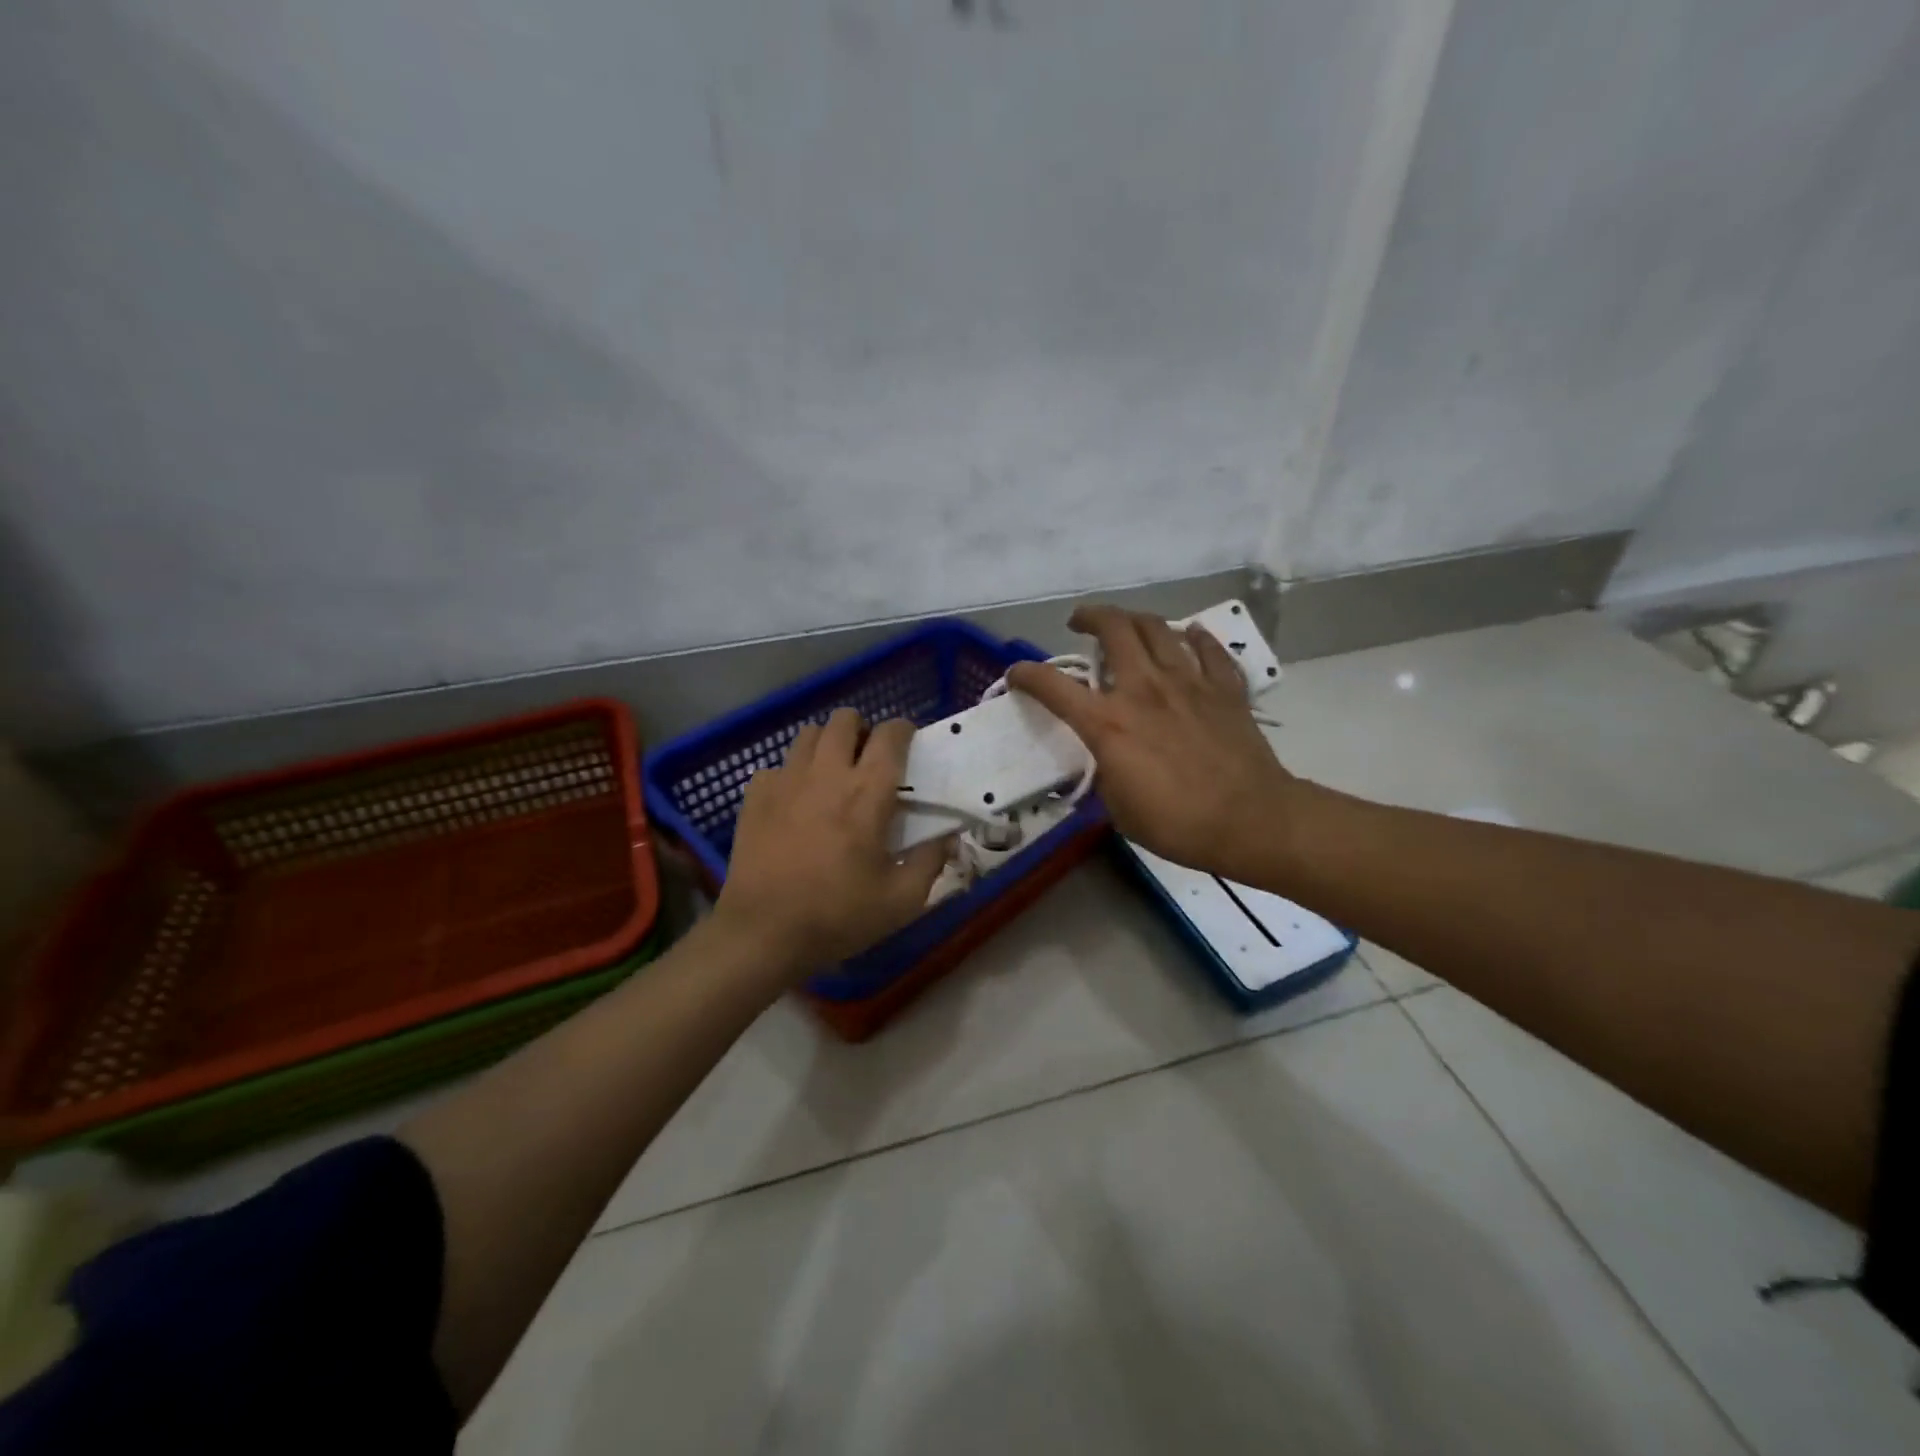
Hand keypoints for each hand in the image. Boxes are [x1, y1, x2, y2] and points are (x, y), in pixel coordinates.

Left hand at [713, 708, 949, 976]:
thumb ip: (930, 861)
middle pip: (845, 720)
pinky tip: (795, 802)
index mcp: (868, 792)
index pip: (891, 735)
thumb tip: (949, 837)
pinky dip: (792, 774)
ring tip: (832, 773)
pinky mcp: (755, 796)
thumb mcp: (901, 900)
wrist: (762, 933)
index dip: (904, 731)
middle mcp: (827, 773)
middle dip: (862, 730)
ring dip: (827, 745)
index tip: (909, 745)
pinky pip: (778, 766)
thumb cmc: (838, 915)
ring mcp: (786, 780)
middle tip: (868, 759)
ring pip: (809, 734)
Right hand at [1007, 606, 1297, 880]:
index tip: (1017, 674)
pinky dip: (1194, 638)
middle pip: (1114, 628)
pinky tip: (1188, 637)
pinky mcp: (1224, 687)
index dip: (1027, 675)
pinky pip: (1207, 648)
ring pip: (1157, 628)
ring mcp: (1188, 682)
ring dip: (1135, 619)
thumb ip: (1104, 771)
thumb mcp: (1118, 808)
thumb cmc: (1177, 824)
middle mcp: (1144, 689)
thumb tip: (1104, 755)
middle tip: (1080, 624)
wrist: (1250, 821)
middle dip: (1090, 617)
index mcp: (1109, 724)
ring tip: (1127, 626)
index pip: (1054, 686)